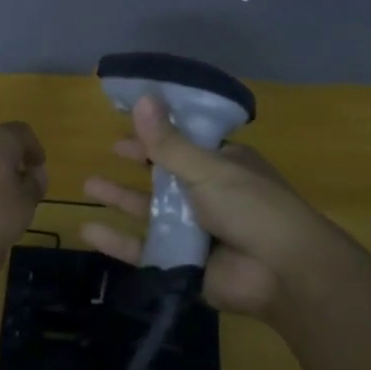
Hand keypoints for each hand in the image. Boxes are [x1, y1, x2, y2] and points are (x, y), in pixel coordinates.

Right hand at [81, 96, 346, 320]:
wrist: (283, 271)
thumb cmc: (251, 206)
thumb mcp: (208, 169)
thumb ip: (168, 143)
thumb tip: (142, 98)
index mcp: (223, 166)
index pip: (185, 144)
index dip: (158, 134)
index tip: (129, 124)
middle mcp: (208, 195)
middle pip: (164, 177)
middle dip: (136, 165)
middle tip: (107, 153)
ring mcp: (195, 231)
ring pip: (150, 212)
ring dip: (121, 199)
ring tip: (88, 188)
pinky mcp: (182, 264)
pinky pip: (143, 250)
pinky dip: (116, 241)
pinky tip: (88, 230)